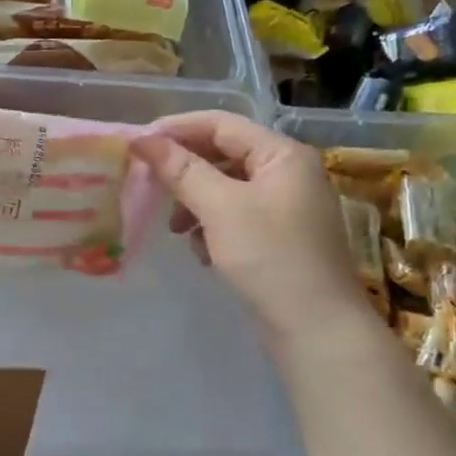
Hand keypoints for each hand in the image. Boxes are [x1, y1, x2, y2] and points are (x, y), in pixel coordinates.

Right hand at [131, 112, 365, 342]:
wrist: (318, 331)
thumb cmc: (270, 257)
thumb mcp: (220, 208)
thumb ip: (180, 169)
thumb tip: (141, 139)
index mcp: (282, 154)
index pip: (220, 124)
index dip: (176, 130)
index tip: (137, 145)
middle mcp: (289, 173)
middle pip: (223, 155)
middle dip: (184, 171)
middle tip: (149, 187)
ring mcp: (287, 207)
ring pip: (226, 188)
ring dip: (195, 203)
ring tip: (176, 231)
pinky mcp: (281, 238)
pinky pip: (236, 216)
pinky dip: (213, 227)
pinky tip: (203, 252)